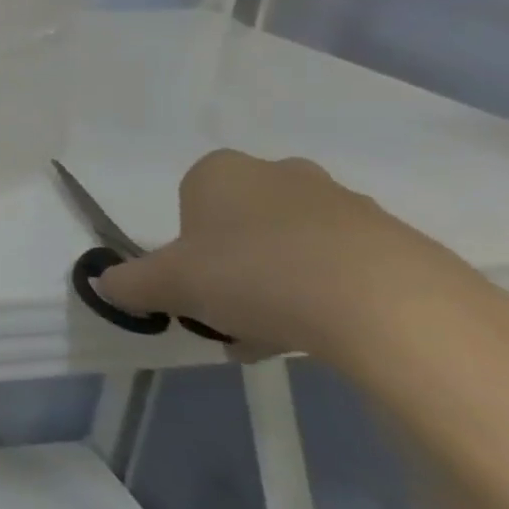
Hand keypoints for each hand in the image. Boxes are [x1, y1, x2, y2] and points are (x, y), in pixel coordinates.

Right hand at [100, 148, 486, 363]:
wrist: (392, 308)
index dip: (187, 246)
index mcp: (221, 171)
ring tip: (280, 336)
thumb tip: (104, 284)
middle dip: (234, 266)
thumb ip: (128, 283)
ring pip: (294, 246)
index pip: (190, 201)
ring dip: (280, 285)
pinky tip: (328, 337)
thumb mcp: (167, 285)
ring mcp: (348, 204)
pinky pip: (347, 267)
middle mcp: (282, 174)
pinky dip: (331, 297)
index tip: (194, 284)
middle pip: (243, 223)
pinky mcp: (403, 242)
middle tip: (232, 312)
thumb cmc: (253, 275)